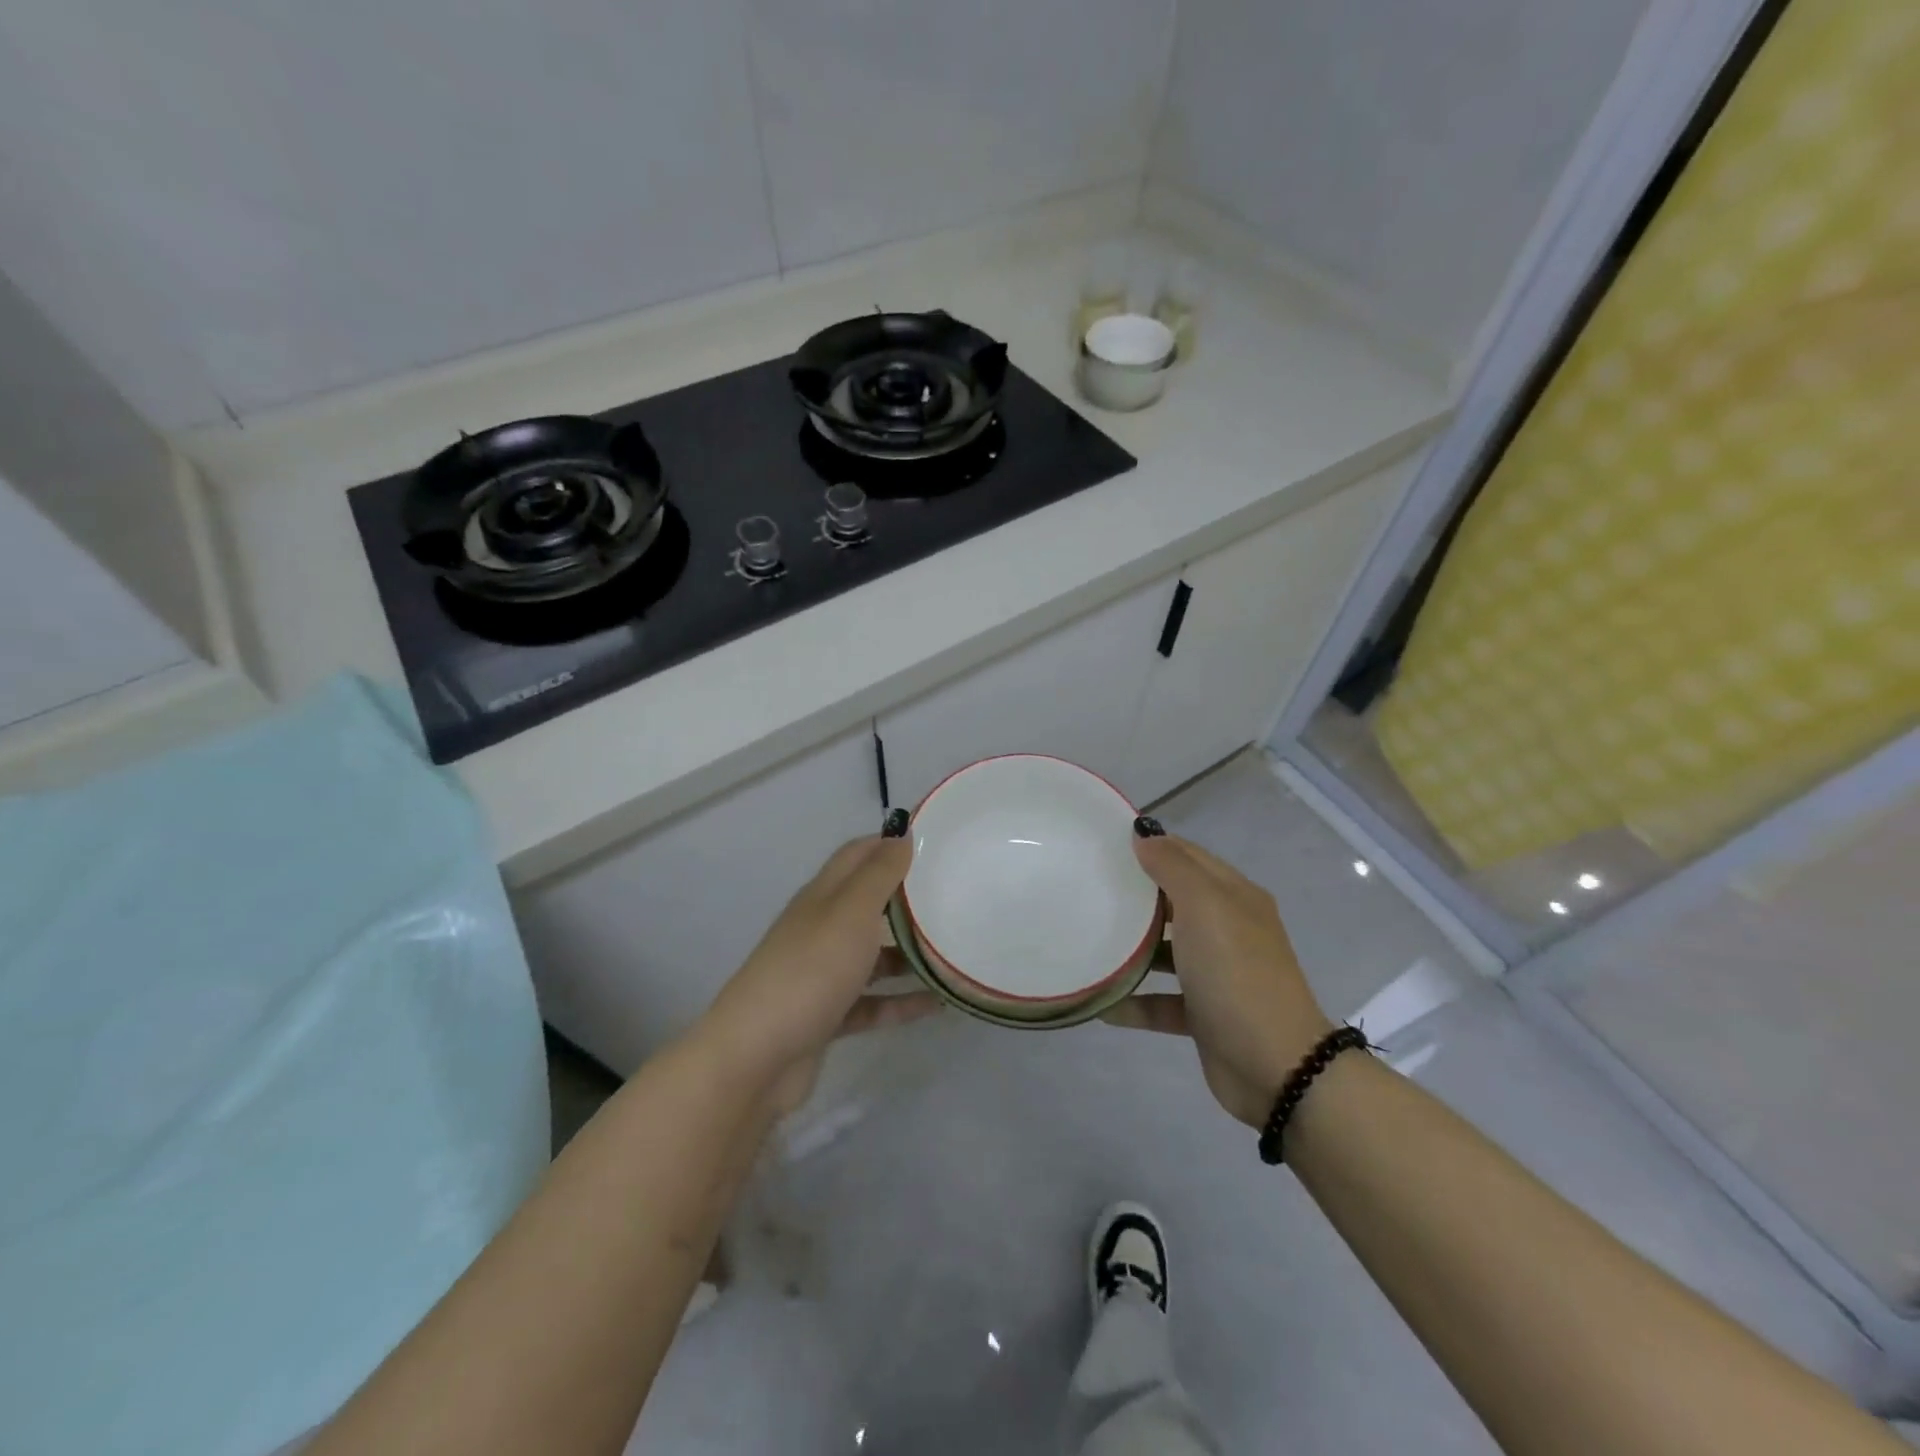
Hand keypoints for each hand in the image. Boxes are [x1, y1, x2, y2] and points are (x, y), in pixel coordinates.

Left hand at [702, 836, 938, 1116]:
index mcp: (823, 897)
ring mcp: (822, 975)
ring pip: (873, 955)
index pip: (858, 856)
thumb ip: (878, 874)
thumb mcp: (849, 913)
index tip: (935, 844)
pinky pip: (872, 1002)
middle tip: (954, 896)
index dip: (891, 844)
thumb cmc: (809, 972)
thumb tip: (902, 834)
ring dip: (910, 953)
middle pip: (868, 904)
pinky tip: (937, 1004)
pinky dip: (901, 1001)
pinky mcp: (828, 1016)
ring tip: (954, 951)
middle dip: (907, 899)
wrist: (756, 1058)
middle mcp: (821, 929)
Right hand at [1103, 834, 1331, 1125]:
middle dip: (1135, 896)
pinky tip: (1102, 1002)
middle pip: (1175, 902)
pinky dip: (1135, 1001)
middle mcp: (1228, 929)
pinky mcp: (1205, 1015)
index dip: (1151, 846)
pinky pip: (1162, 1001)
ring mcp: (1218, 974)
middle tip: (1087, 889)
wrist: (1276, 1067)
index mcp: (1234, 896)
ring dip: (1133, 949)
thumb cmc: (1236, 973)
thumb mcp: (1205, 906)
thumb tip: (1143, 834)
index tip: (1104, 845)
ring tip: (1088, 941)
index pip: (1188, 856)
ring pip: (1168, 952)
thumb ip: (1173, 866)